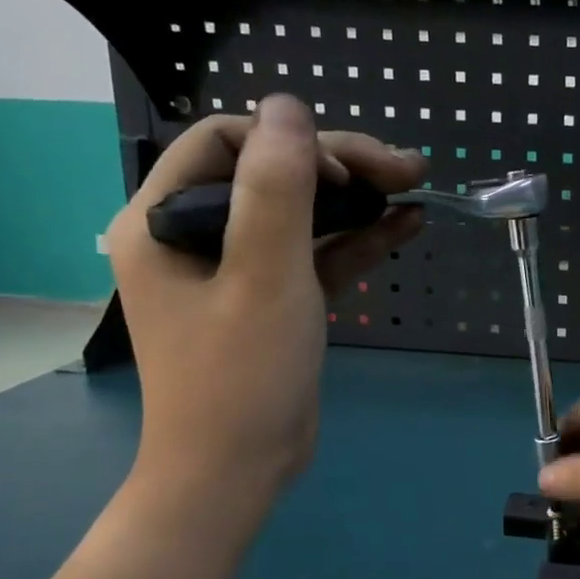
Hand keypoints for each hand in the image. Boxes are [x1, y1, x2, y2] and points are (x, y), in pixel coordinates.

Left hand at [106, 95, 426, 513]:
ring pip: (302, 213)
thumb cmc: (240, 376)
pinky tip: (405, 224)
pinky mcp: (275, 300)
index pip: (225, 143)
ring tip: (416, 186)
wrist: (237, 473)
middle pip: (272, 174)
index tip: (344, 173)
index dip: (290, 142)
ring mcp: (239, 270)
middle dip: (341, 167)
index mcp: (164, 220)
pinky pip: (316, 255)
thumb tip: (290, 106)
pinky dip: (358, 240)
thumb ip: (276, 188)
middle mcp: (196, 236)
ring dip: (357, 200)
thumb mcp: (263, 276)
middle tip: (407, 167)